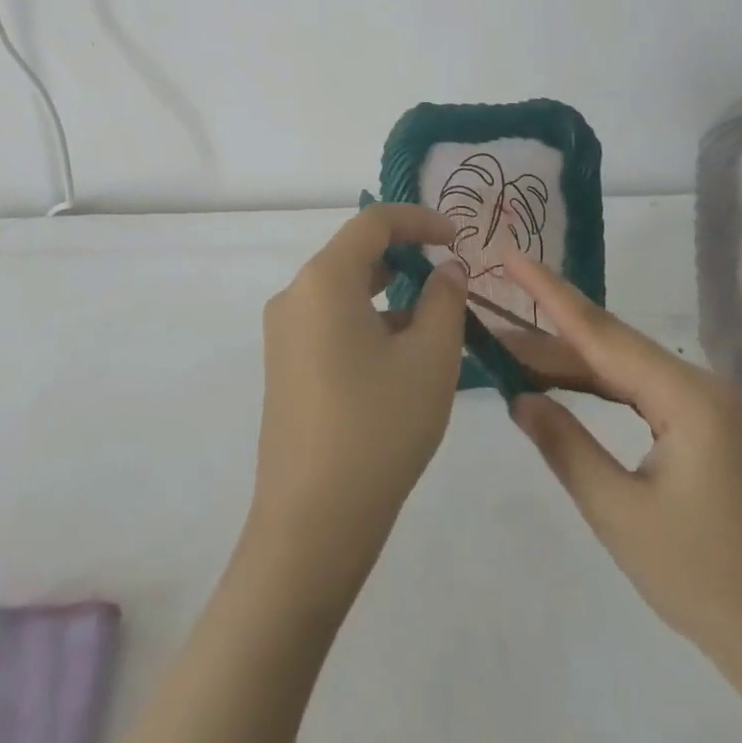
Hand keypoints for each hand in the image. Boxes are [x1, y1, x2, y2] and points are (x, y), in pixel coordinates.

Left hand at [123, 206, 468, 742]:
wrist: (312, 523)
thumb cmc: (379, 427)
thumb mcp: (430, 358)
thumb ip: (445, 299)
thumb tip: (446, 268)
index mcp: (324, 279)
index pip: (373, 222)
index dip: (419, 219)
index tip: (457, 235)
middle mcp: (295, 294)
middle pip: (355, 253)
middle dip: (406, 257)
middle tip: (451, 277)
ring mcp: (284, 333)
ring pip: (343, 290)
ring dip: (389, 292)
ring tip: (435, 320)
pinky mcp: (284, 366)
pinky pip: (330, 321)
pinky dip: (367, 320)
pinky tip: (400, 356)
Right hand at [502, 249, 741, 742]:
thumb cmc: (708, 582)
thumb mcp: (621, 516)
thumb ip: (566, 446)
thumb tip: (520, 398)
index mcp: (689, 397)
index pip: (602, 332)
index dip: (549, 292)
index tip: (511, 254)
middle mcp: (702, 386)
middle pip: (612, 347)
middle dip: (549, 335)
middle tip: (492, 321)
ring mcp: (710, 407)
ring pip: (626, 369)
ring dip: (571, 364)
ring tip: (513, 353)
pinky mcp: (709, 429)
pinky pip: (642, 392)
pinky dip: (600, 388)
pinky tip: (566, 386)